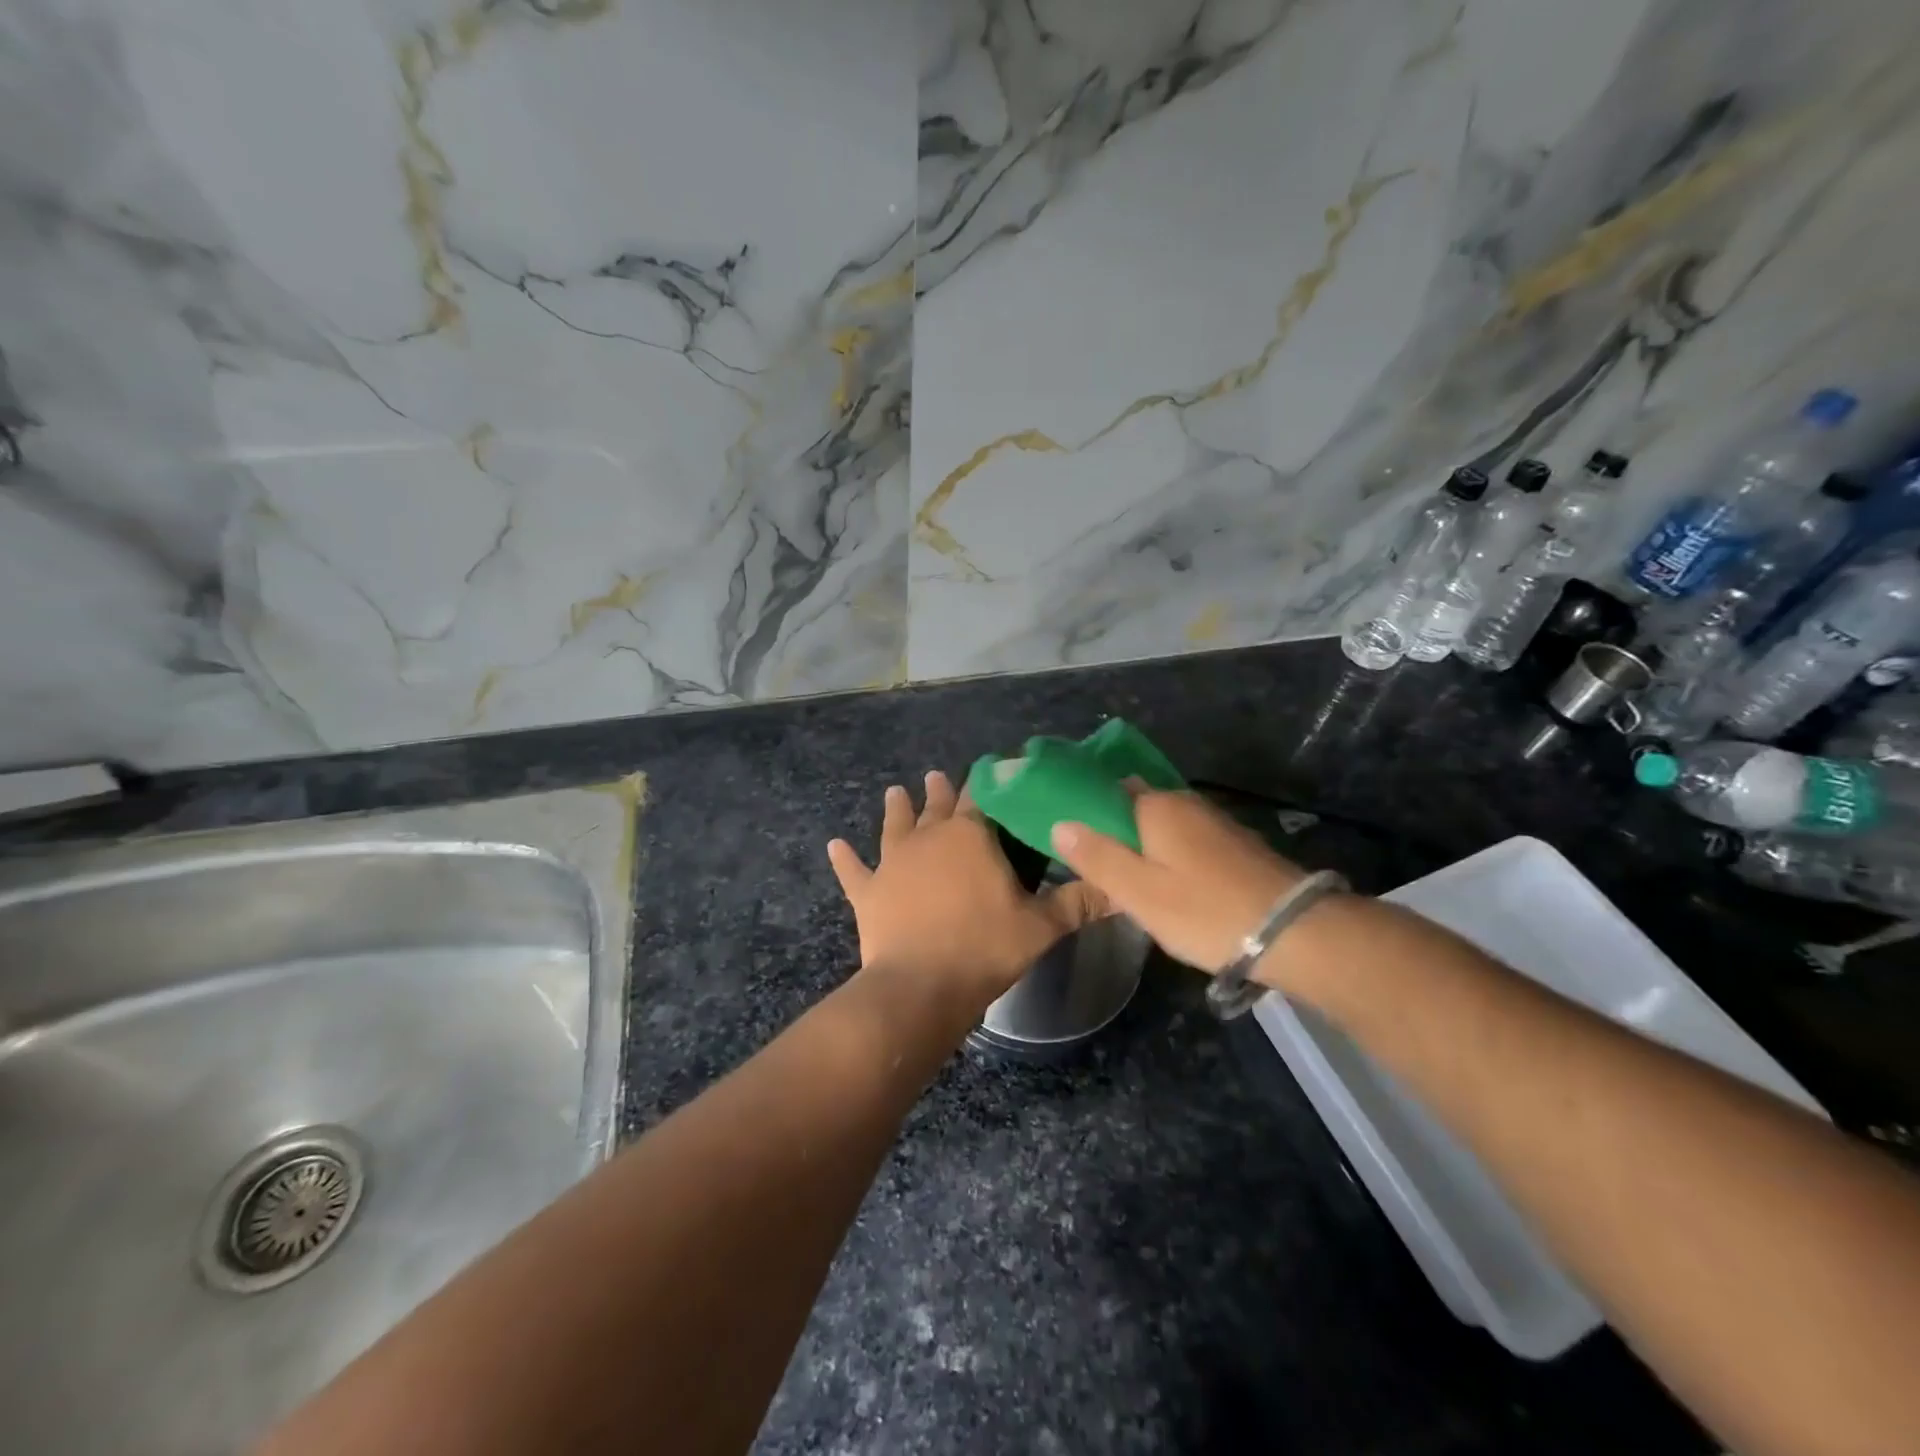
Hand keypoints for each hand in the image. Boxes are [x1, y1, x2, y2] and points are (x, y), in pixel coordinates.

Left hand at [828, 772, 1108, 1010]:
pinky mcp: (868, 891)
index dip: (986, 784)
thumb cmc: (984, 948)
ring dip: (896, 808)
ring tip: (894, 791)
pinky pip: (853, 870)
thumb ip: (1079, 903)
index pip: (981, 799)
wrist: (921, 987)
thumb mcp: (1041, 927)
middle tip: (938, 776)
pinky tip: (834, 845)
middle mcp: (928, 838)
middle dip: (940, 790)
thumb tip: (1122, 890)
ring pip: (894, 826)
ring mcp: (893, 862)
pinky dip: (844, 859)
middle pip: (936, 806)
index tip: (990, 771)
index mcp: (970, 836)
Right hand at [1050, 789, 1305, 972]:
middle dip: (1115, 830)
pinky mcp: (1237, 846)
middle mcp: (1187, 802)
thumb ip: (1096, 857)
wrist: (1297, 933)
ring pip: (1164, 826)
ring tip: (1129, 882)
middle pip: (1137, 806)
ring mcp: (1216, 823)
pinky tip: (1170, 886)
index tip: (1070, 837)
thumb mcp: (1139, 892)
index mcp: (1157, 806)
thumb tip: (1060, 823)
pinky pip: (1189, 842)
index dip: (1086, 810)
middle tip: (1097, 868)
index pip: (1108, 789)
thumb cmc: (1206, 911)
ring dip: (1144, 846)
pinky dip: (1172, 857)